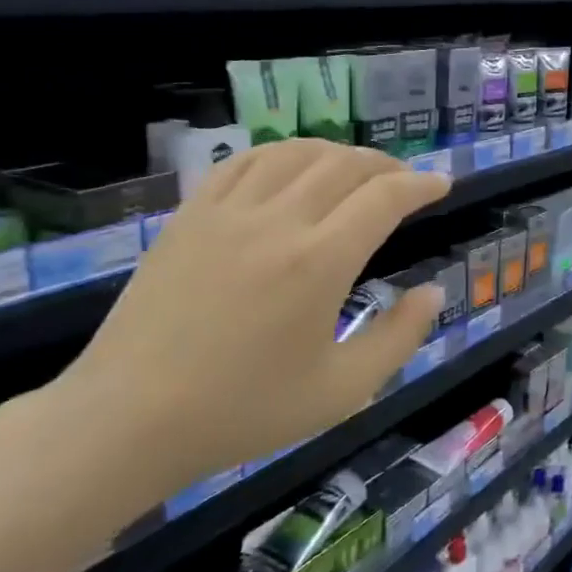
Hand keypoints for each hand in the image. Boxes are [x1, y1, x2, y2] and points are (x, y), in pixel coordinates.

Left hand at [43, 141, 448, 508]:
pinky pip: (242, 162)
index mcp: (320, 262)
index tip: (442, 184)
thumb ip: (399, 337)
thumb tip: (432, 292)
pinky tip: (290, 167)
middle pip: (344, 165)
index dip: (420, 184)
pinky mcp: (189, 216)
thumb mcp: (342, 390)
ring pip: (294, 153)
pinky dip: (280, 154)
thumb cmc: (244, 410)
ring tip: (355, 169)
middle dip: (386, 164)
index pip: (384, 197)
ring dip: (336, 153)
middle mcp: (278, 221)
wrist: (130, 419)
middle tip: (404, 180)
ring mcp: (227, 212)